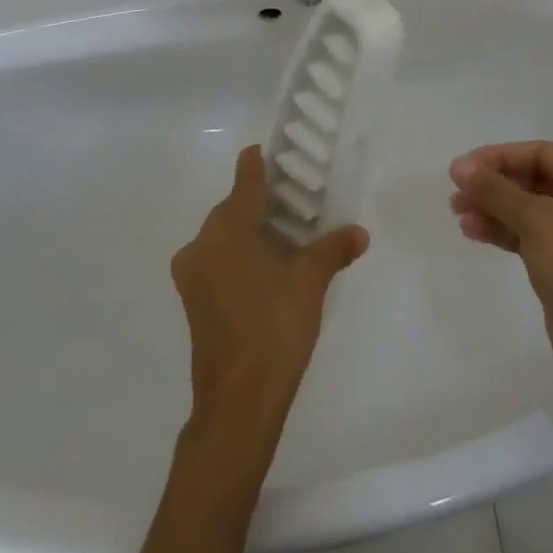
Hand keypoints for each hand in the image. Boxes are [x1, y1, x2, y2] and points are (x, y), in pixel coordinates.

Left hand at [172, 145, 369, 447]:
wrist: (238, 402)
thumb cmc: (275, 328)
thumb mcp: (311, 281)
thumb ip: (334, 249)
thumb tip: (360, 233)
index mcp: (228, 229)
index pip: (244, 181)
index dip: (256, 164)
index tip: (266, 150)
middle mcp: (203, 243)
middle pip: (232, 207)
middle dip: (260, 200)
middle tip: (293, 198)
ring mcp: (193, 273)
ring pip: (223, 235)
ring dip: (250, 229)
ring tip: (285, 233)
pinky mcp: (193, 299)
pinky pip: (217, 258)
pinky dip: (239, 253)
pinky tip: (267, 266)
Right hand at [448, 140, 552, 391]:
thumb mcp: (536, 221)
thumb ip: (496, 191)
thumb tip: (460, 168)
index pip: (543, 154)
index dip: (502, 156)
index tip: (466, 167)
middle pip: (534, 180)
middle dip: (494, 184)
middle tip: (457, 192)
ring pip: (528, 210)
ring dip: (493, 208)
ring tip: (458, 213)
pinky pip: (529, 237)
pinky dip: (503, 231)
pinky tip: (474, 232)